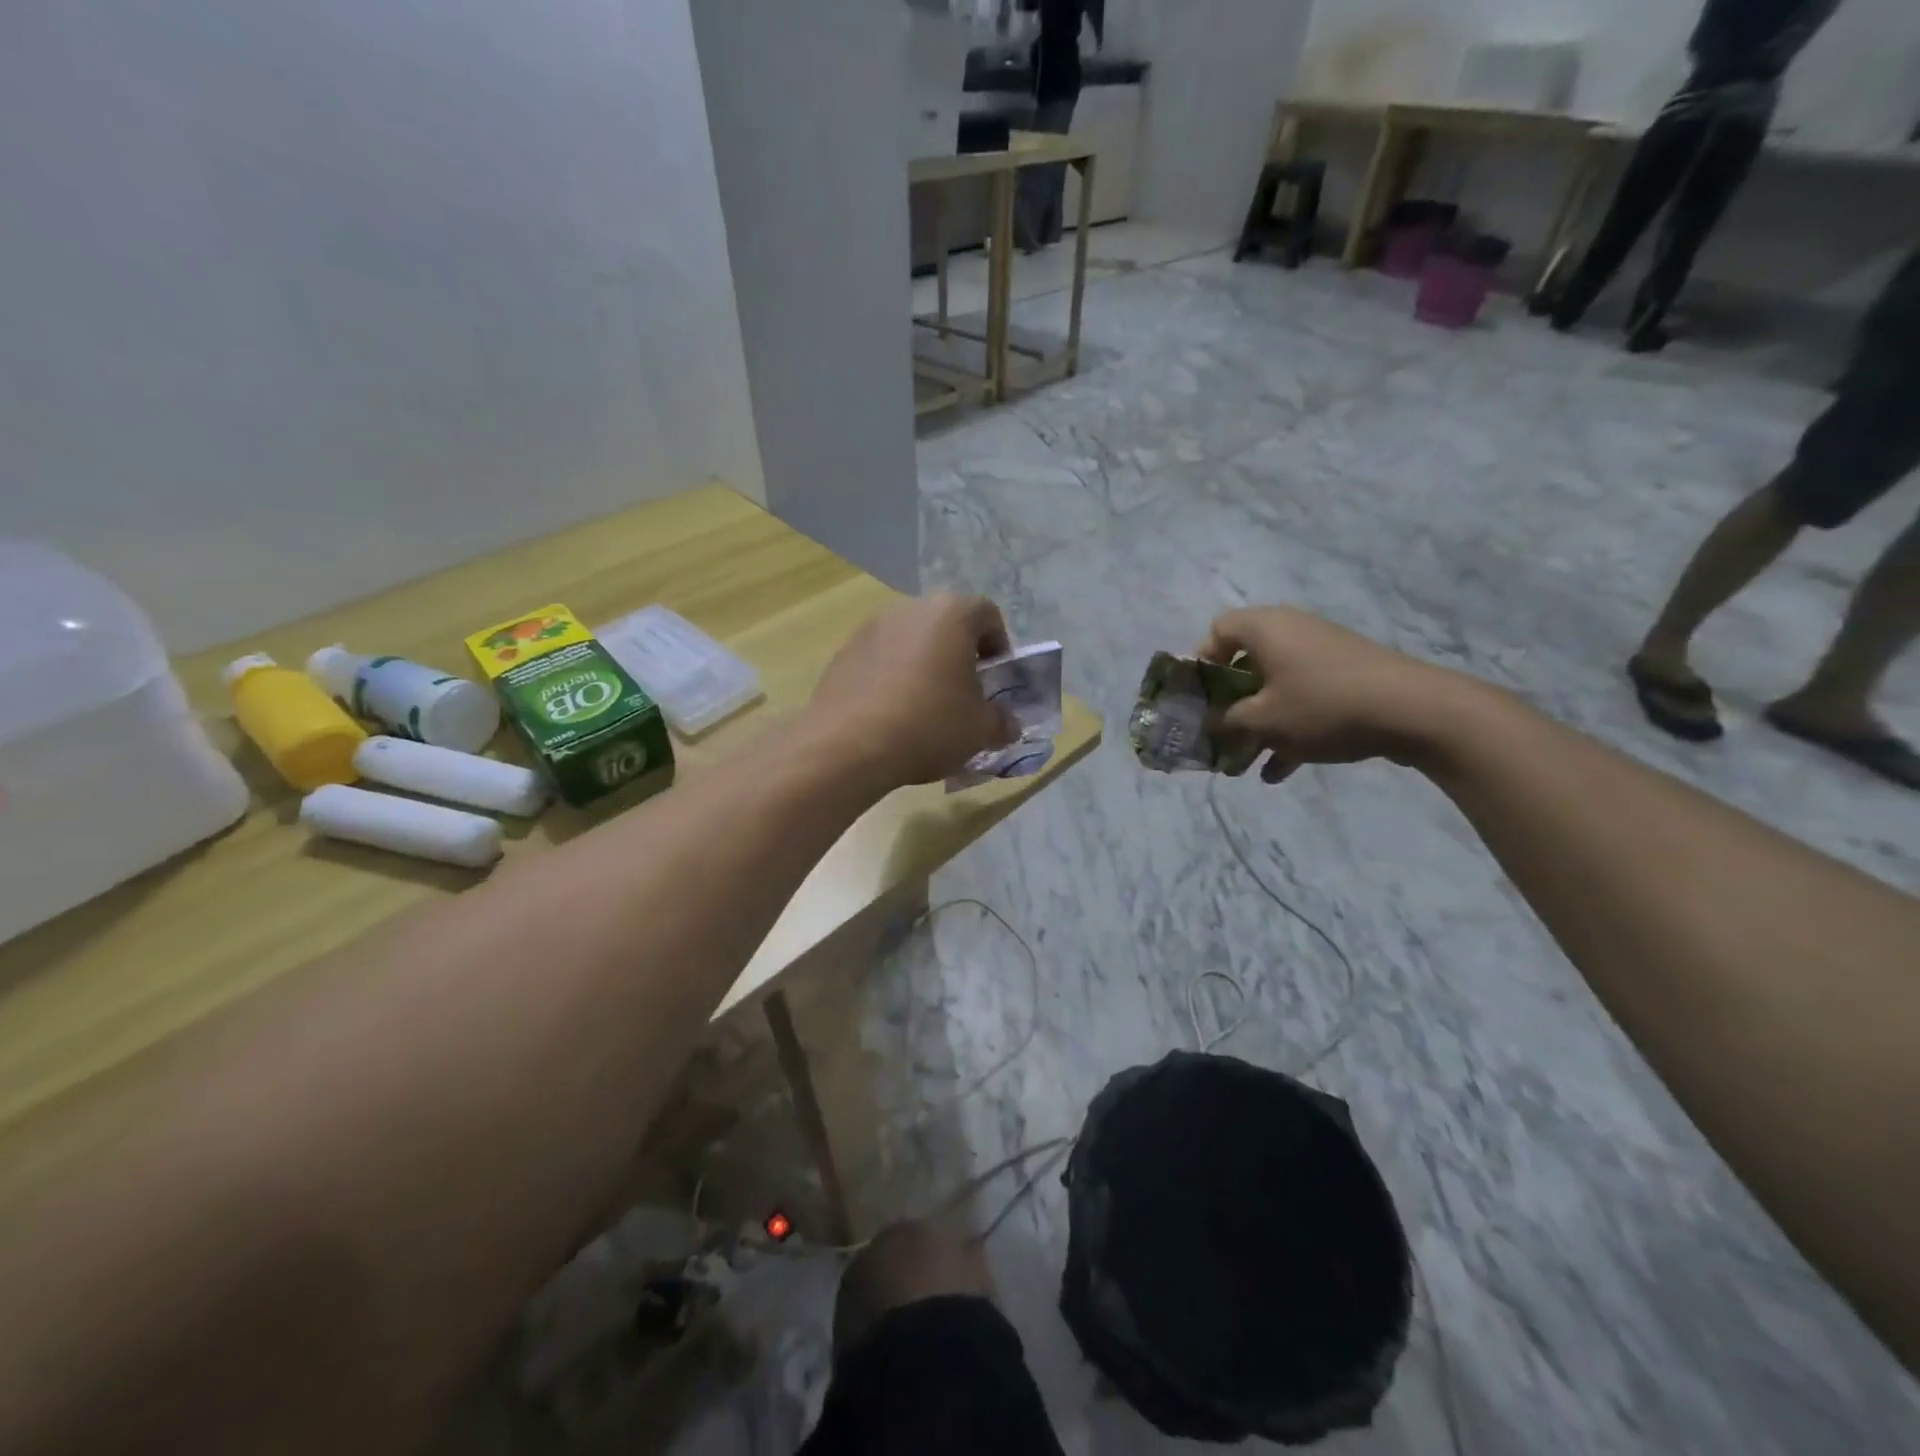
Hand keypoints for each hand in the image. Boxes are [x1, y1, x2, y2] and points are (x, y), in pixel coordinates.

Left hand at [810, 594, 1019, 788]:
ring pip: (910, 642)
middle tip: (963, 696)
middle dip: (959, 656)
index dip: (999, 647)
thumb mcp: (980, 730)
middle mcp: (909, 609)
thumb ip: (1002, 721)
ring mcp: (870, 628)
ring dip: (923, 666)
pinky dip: (892, 679)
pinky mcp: (842, 654)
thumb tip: (1008, 724)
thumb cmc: (928, 725)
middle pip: (945, 625)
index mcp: (950, 614)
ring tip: (924, 709)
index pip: (987, 615)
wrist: (847, 746)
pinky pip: (880, 660)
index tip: (995, 682)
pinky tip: (891, 716)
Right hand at [1197, 607, 1478, 782]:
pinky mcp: (1347, 676)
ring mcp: (1322, 654)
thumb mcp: (1262, 721)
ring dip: (1257, 724)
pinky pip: (1304, 698)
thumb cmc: (1322, 706)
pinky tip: (1279, 771)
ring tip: (1244, 763)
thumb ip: (1225, 721)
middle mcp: (1291, 632)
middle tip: (1219, 734)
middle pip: (1245, 664)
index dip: (1200, 663)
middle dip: (1228, 705)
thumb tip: (1208, 722)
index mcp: (1265, 628)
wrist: (1415, 710)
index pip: (1217, 631)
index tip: (1197, 699)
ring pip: (1274, 687)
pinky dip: (1288, 728)